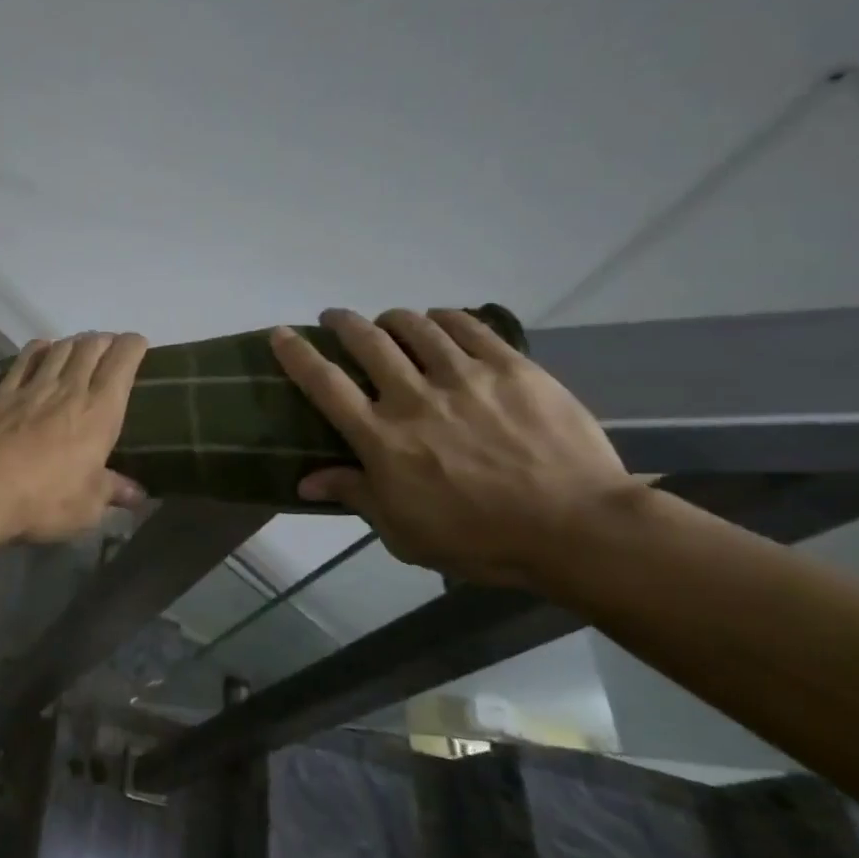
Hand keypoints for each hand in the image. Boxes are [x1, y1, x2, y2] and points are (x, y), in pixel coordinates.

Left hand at [0, 332, 148, 542]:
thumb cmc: (45, 498)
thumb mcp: (88, 505)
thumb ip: (111, 491)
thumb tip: (137, 495)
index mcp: (101, 412)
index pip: (122, 363)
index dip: (133, 346)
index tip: (139, 344)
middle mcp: (70, 389)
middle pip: (90, 347)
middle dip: (105, 340)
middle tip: (110, 346)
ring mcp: (33, 387)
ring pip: (60, 348)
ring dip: (74, 341)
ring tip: (81, 346)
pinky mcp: (3, 394)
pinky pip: (24, 360)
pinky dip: (38, 349)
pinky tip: (41, 349)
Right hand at [271, 308, 635, 587]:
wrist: (578, 529)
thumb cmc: (480, 539)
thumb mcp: (404, 532)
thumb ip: (356, 496)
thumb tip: (306, 480)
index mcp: (382, 439)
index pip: (325, 385)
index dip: (297, 354)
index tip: (280, 333)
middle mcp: (414, 398)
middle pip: (367, 342)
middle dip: (343, 323)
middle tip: (336, 319)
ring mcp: (465, 377)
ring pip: (415, 326)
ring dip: (392, 318)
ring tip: (389, 320)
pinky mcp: (512, 368)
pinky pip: (468, 327)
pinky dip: (444, 318)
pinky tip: (439, 321)